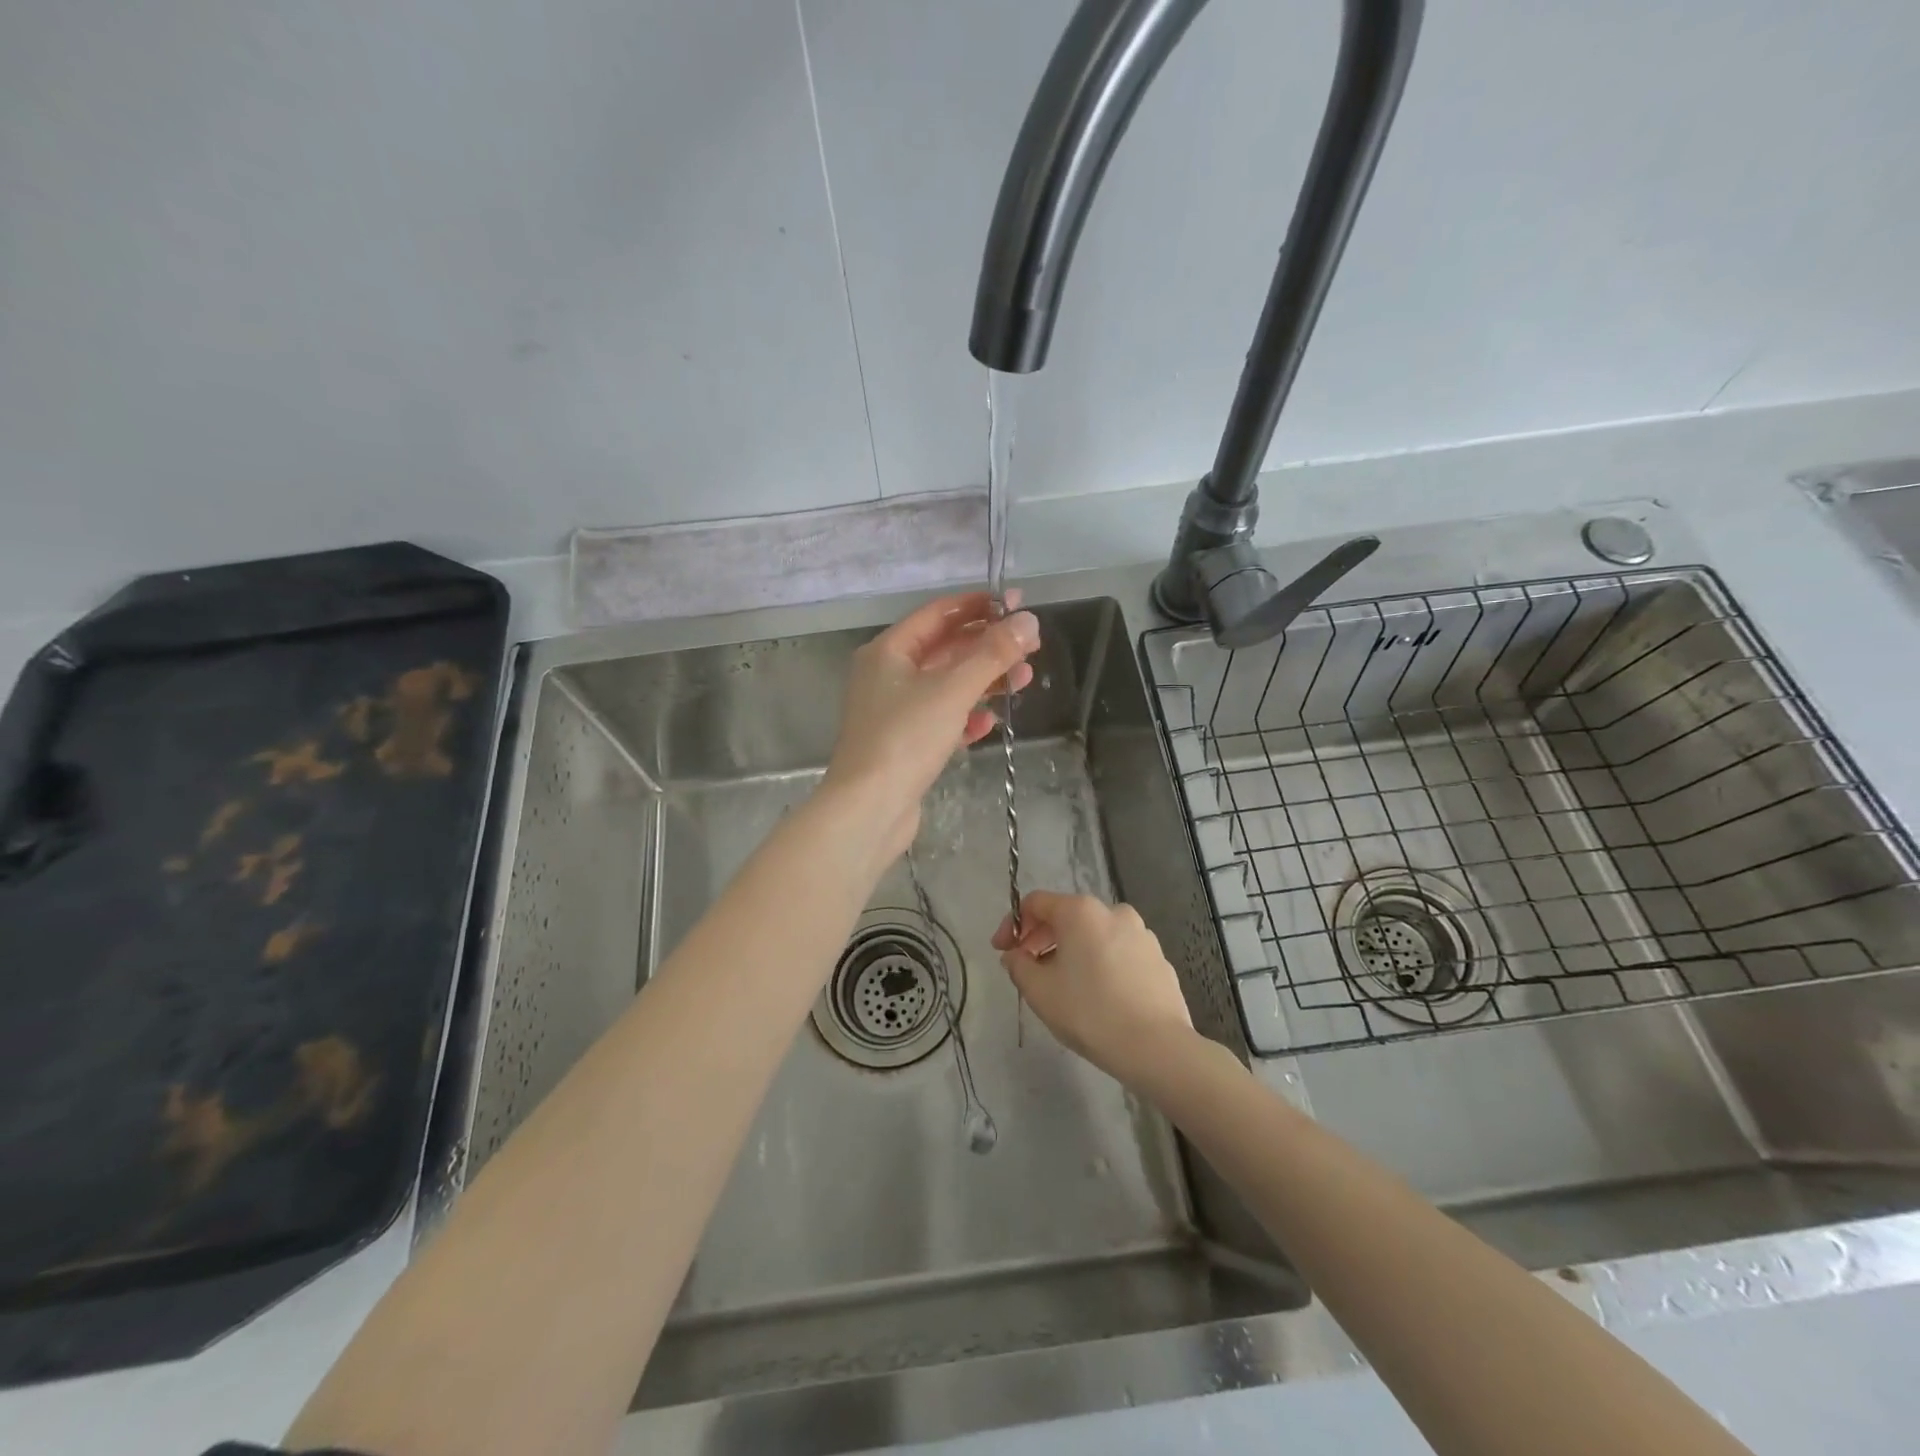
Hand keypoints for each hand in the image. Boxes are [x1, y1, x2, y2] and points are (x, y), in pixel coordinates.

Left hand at [822, 591, 1039, 865]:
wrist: (869, 809)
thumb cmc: (906, 738)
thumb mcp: (953, 690)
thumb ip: (992, 654)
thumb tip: (1027, 620)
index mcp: (888, 651)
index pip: (937, 614)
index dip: (977, 606)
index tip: (1015, 603)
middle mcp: (886, 675)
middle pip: (944, 649)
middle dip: (986, 646)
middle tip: (1029, 646)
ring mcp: (893, 711)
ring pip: (946, 685)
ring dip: (983, 681)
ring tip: (1023, 681)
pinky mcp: (903, 743)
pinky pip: (940, 718)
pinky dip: (965, 716)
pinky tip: (988, 721)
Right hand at [992, 891, 1194, 1086]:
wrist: (1157, 1047)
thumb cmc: (1090, 1012)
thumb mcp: (1039, 991)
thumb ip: (1018, 965)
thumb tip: (1015, 955)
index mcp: (1081, 911)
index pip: (1036, 903)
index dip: (1013, 924)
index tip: (1002, 952)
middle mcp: (1113, 912)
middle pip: (1067, 916)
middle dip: (1041, 939)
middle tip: (1027, 969)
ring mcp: (1141, 934)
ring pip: (1094, 935)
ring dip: (1072, 952)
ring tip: (1062, 985)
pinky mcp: (1159, 958)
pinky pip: (1119, 952)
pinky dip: (1100, 964)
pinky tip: (1097, 995)